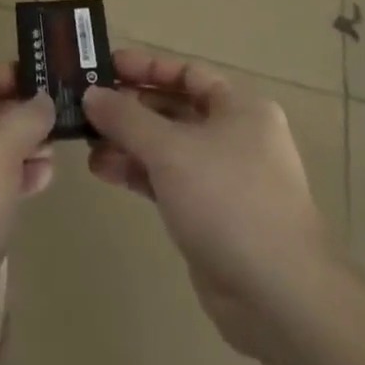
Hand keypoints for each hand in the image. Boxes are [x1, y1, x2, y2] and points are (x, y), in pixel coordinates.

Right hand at [82, 48, 332, 357]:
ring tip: (86, 143)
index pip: (187, 72)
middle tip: (86, 106)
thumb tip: (91, 94)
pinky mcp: (211, 216)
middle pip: (175, 108)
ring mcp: (224, 178)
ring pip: (168, 148)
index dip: (145, 67)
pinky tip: (104, 171)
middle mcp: (235, 136)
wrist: (278, 296)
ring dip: (128, 143)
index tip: (104, 67)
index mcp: (240, 107)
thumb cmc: (228, 200)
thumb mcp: (170, 149)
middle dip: (130, 108)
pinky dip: (139, 173)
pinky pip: (168, 181)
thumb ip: (126, 118)